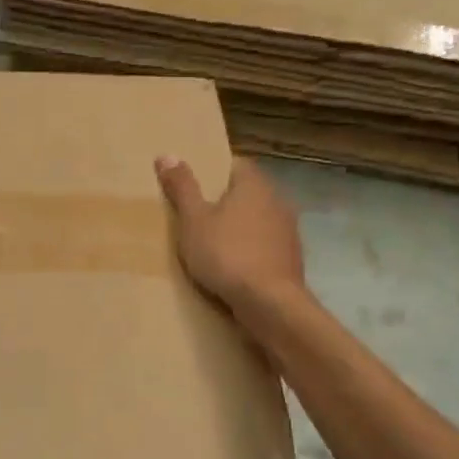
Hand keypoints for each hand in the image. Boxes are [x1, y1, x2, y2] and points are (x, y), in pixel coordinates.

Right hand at [156, 155, 306, 309]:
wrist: (270, 304)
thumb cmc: (227, 254)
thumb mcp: (193, 220)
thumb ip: (182, 188)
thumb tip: (166, 154)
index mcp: (254, 184)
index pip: (236, 164)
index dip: (214, 172)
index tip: (194, 186)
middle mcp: (278, 201)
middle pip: (247, 193)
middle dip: (225, 202)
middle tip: (196, 215)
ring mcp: (289, 231)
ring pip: (258, 220)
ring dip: (239, 228)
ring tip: (212, 243)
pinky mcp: (292, 259)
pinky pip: (265, 246)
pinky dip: (250, 251)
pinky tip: (233, 267)